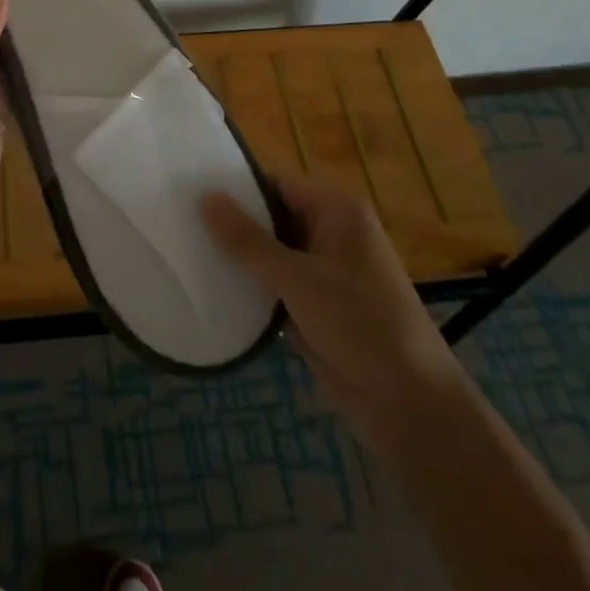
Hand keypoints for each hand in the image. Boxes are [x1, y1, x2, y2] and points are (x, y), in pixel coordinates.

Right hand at [202, 174, 463, 451]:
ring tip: (185, 252)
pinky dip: (250, 289)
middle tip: (180, 223)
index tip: (189, 192)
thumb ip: (247, 239)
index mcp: (336, 211)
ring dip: (239, 259)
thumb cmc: (360, 324)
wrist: (409, 406)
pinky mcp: (315, 308)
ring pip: (270, 255)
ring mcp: (323, 273)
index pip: (276, 184)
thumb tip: (204, 196)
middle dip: (232, 225)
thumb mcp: (298, 278)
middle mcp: (331, 234)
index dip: (236, 188)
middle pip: (271, 218)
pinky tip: (210, 289)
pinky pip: (274, 287)